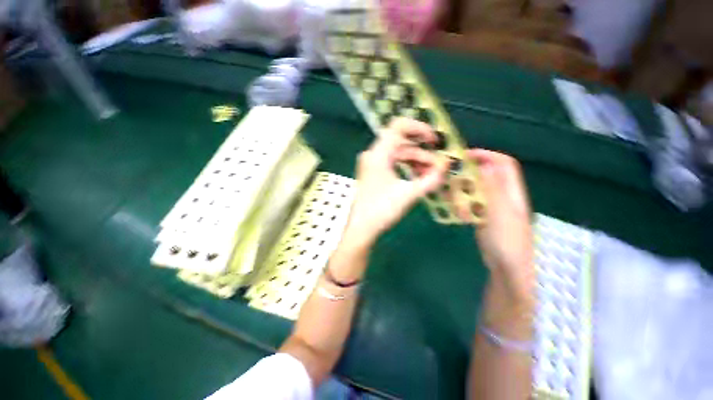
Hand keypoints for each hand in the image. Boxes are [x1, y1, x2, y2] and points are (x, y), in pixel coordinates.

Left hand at [342, 118, 448, 248]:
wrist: (361, 228)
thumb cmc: (381, 210)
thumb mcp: (409, 194)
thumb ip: (430, 179)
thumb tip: (447, 167)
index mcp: (378, 154)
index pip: (398, 127)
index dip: (419, 128)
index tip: (434, 140)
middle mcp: (373, 154)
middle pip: (401, 142)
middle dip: (422, 152)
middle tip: (438, 165)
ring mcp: (372, 163)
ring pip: (398, 154)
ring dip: (416, 161)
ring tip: (431, 175)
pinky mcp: (373, 172)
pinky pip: (393, 163)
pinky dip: (406, 167)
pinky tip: (418, 177)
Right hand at [457, 150, 534, 306]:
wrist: (505, 266)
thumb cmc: (507, 240)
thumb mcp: (501, 213)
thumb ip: (493, 189)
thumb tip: (486, 165)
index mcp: (512, 191)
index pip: (504, 164)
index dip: (487, 156)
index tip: (465, 157)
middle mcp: (503, 195)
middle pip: (486, 174)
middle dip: (468, 174)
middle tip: (450, 178)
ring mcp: (492, 205)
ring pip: (475, 189)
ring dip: (461, 191)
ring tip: (450, 198)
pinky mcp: (482, 215)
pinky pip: (470, 202)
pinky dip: (460, 203)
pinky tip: (454, 210)